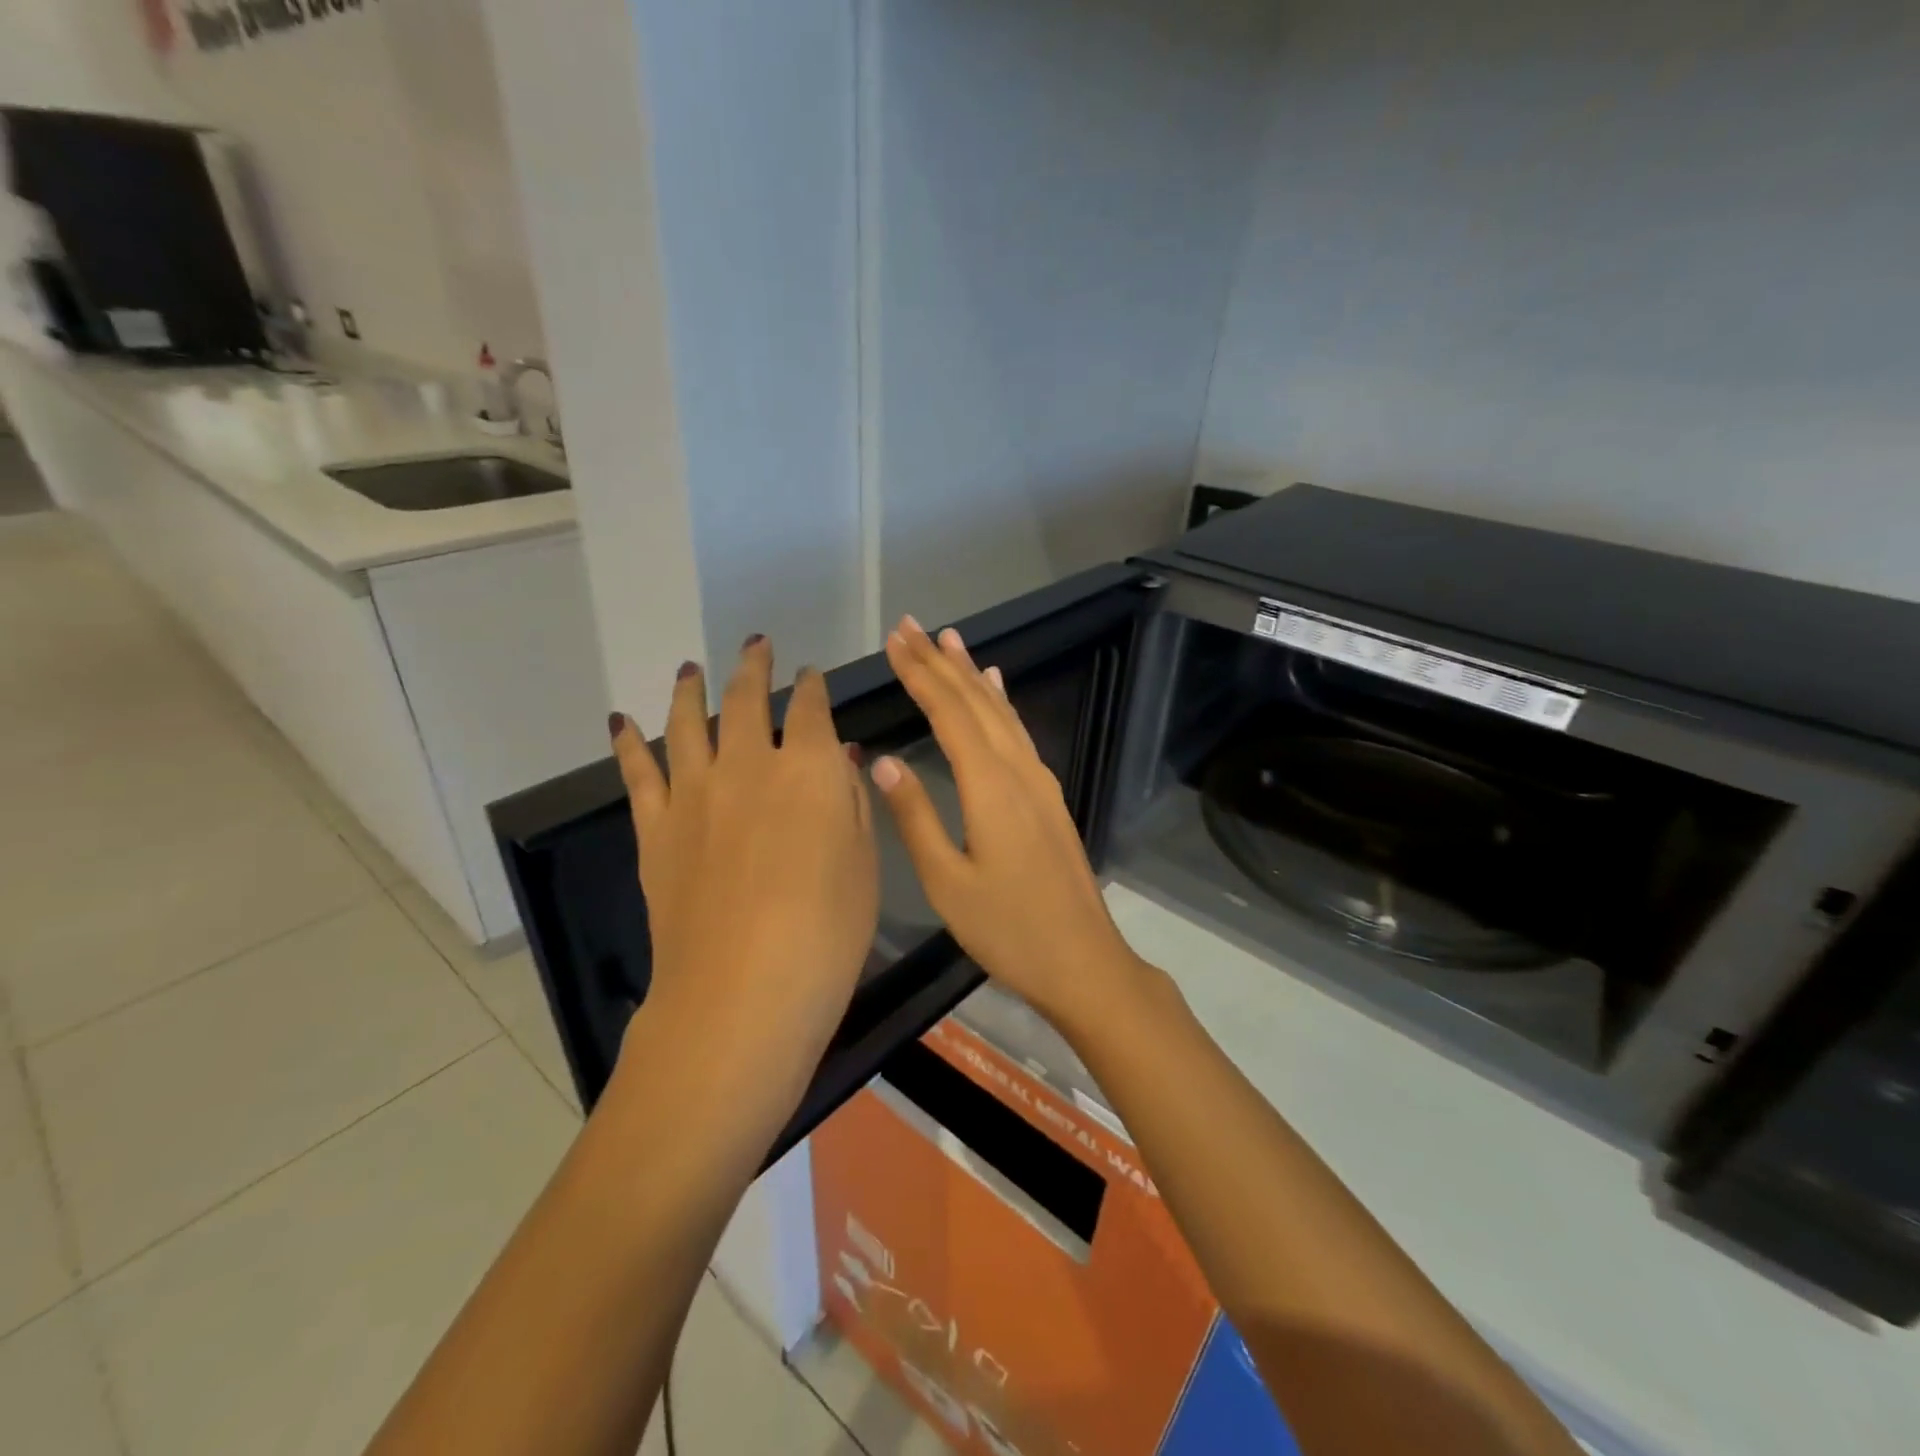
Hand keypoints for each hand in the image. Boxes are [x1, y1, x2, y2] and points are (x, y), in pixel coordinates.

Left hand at [609, 636, 878, 1106]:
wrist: (742, 992)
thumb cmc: (828, 932)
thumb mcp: (865, 863)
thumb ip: (852, 802)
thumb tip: (841, 759)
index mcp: (810, 768)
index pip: (812, 708)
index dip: (813, 687)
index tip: (812, 677)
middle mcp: (749, 764)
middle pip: (747, 699)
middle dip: (754, 667)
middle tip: (755, 645)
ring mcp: (695, 792)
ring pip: (688, 722)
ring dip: (691, 689)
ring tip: (690, 668)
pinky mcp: (656, 828)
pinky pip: (638, 772)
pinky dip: (628, 742)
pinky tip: (621, 722)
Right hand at [870, 616, 1143, 1025]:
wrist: (1082, 959)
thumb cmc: (1008, 928)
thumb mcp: (947, 881)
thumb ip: (915, 815)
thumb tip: (882, 760)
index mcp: (989, 785)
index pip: (948, 713)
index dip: (919, 674)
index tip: (894, 640)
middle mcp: (1018, 769)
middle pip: (975, 702)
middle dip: (940, 662)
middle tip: (911, 626)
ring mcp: (1039, 781)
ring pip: (1001, 712)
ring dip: (972, 674)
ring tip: (950, 640)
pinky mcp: (1048, 796)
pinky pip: (1019, 733)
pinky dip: (1002, 703)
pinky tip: (997, 689)